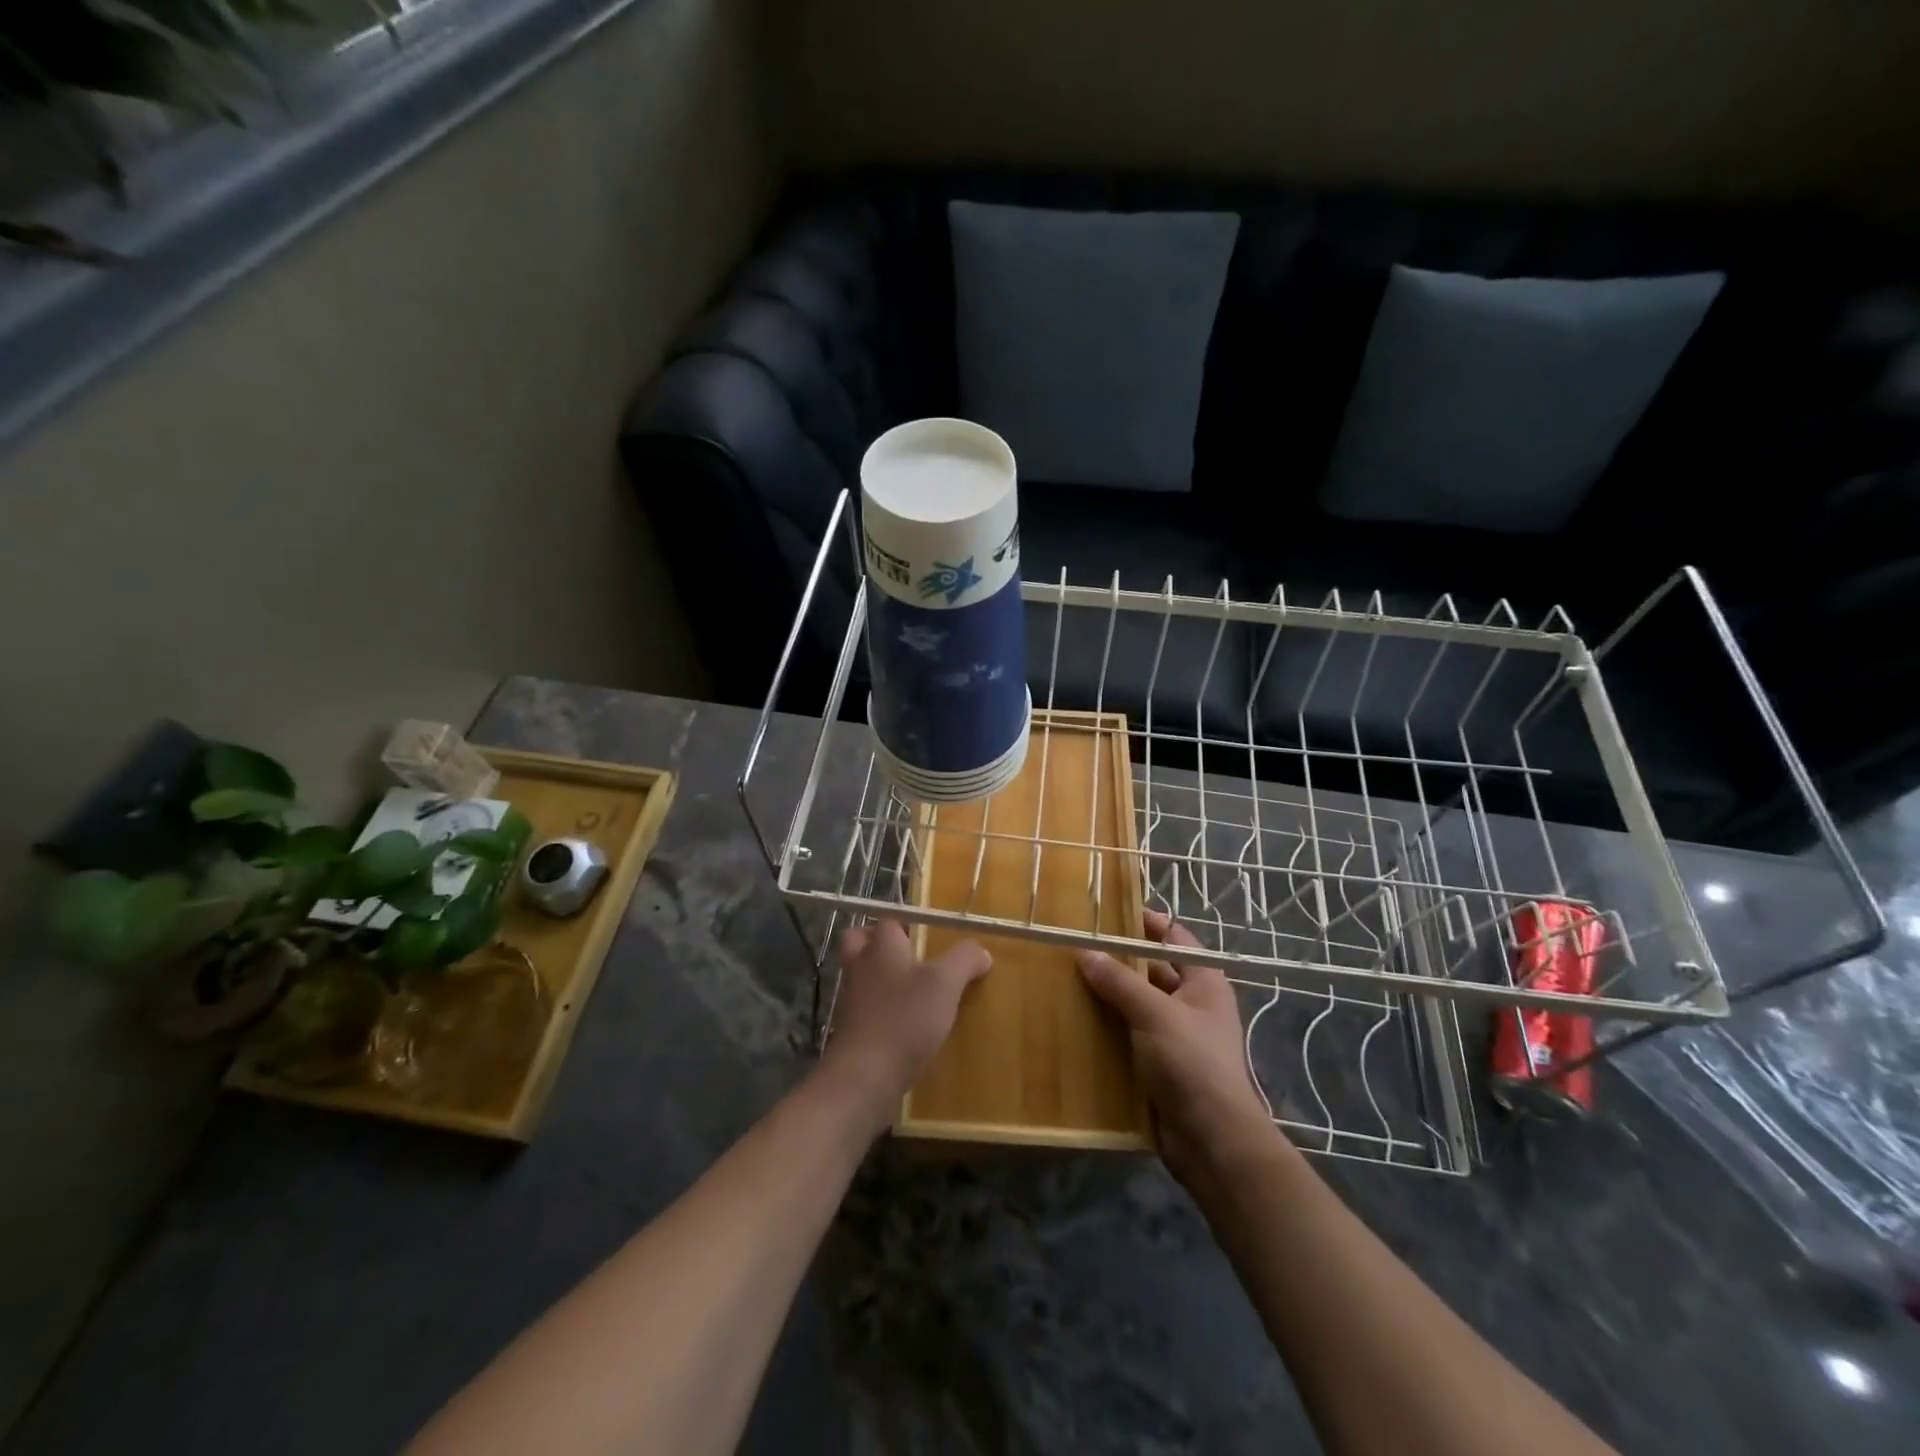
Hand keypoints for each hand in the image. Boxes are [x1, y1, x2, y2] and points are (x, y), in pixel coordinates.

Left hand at [819, 920, 990, 1130]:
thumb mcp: (945, 984)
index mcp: (881, 946)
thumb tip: (981, 951)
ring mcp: (850, 999)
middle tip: (907, 954)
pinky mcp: (850, 1029)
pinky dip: (879, 1009)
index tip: (927, 934)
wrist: (864, 1076)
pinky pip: (863, 1007)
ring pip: (860, 975)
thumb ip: (964, 960)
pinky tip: (904, 1023)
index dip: (906, 923)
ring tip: (912, 990)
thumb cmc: (905, 1018)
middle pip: (858, 941)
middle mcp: (860, 966)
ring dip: (879, 977)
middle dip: (876, 942)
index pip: (888, 920)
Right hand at [1077, 911, 1273, 1185]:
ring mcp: (1176, 1036)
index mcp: (1203, 982)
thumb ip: (1119, 982)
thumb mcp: (1154, 1013)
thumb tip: (1085, 952)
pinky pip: (1130, 1035)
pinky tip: (1077, 1021)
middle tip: (1076, 946)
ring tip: (1068, 979)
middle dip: (1118, 960)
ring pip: (1138, 1004)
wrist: (1212, 1140)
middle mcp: (1192, 1004)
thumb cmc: (1191, 1063)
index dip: (1146, 922)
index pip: (1174, 937)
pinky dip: (1108, 1027)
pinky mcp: (1160, 1065)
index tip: (1108, 912)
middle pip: (1152, 970)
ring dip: (1109, 995)